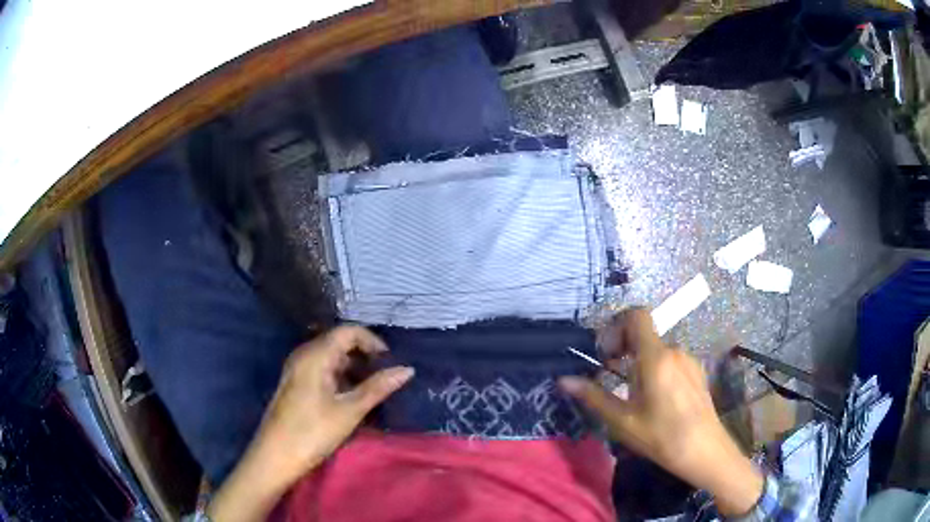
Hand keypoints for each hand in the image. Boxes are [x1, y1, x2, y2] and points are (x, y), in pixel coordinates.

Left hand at [208, 326, 413, 521]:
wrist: (275, 456)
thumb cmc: (313, 432)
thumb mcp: (349, 410)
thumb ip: (378, 387)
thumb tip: (407, 369)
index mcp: (315, 354)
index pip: (349, 331)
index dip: (373, 342)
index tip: (391, 362)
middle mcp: (304, 354)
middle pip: (339, 342)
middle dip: (365, 356)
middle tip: (386, 377)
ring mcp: (297, 369)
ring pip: (331, 358)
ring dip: (354, 369)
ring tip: (374, 390)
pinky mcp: (296, 384)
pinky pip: (322, 370)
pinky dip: (341, 378)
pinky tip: (353, 397)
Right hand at [559, 309, 763, 516]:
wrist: (705, 451)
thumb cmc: (661, 437)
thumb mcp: (623, 421)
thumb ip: (594, 396)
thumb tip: (564, 380)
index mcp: (655, 357)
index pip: (637, 316)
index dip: (616, 326)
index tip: (606, 354)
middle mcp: (674, 351)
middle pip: (644, 334)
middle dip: (623, 349)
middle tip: (610, 376)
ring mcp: (688, 360)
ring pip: (657, 350)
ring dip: (639, 362)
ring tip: (631, 393)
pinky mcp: (696, 372)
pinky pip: (671, 360)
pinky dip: (656, 369)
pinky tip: (655, 399)